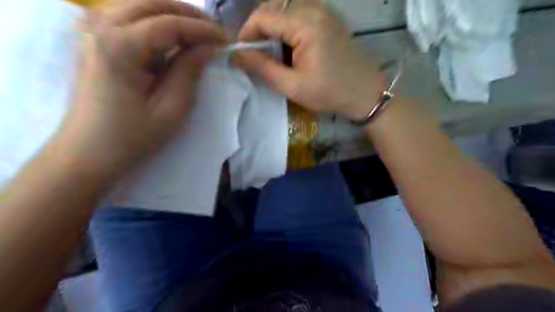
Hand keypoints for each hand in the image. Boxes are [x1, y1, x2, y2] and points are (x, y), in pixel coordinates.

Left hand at [56, 0, 227, 177]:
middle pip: (152, 4)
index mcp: (120, 47)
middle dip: (189, 15)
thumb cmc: (132, 137)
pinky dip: (155, 22)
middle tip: (215, 32)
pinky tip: (171, 39)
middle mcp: (100, 27)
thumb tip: (207, 47)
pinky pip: (129, 18)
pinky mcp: (94, 40)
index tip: (228, 39)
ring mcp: (92, 30)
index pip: (170, 23)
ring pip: (140, 5)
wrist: (88, 153)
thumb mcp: (171, 109)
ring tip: (198, 34)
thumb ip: (189, 72)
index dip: (204, 29)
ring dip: (173, 15)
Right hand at [233, 0, 387, 118]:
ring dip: (273, 28)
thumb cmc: (329, 93)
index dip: (246, 33)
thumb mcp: (292, 85)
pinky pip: (300, 13)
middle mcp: (315, 8)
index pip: (263, 16)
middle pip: (274, 7)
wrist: (365, 93)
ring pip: (286, 9)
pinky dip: (287, 27)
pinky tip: (289, 47)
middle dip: (259, 30)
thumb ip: (262, 68)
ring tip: (271, 53)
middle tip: (255, 55)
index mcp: (305, 24)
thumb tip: (236, 55)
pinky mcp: (329, 18)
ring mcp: (325, 10)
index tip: (241, 53)